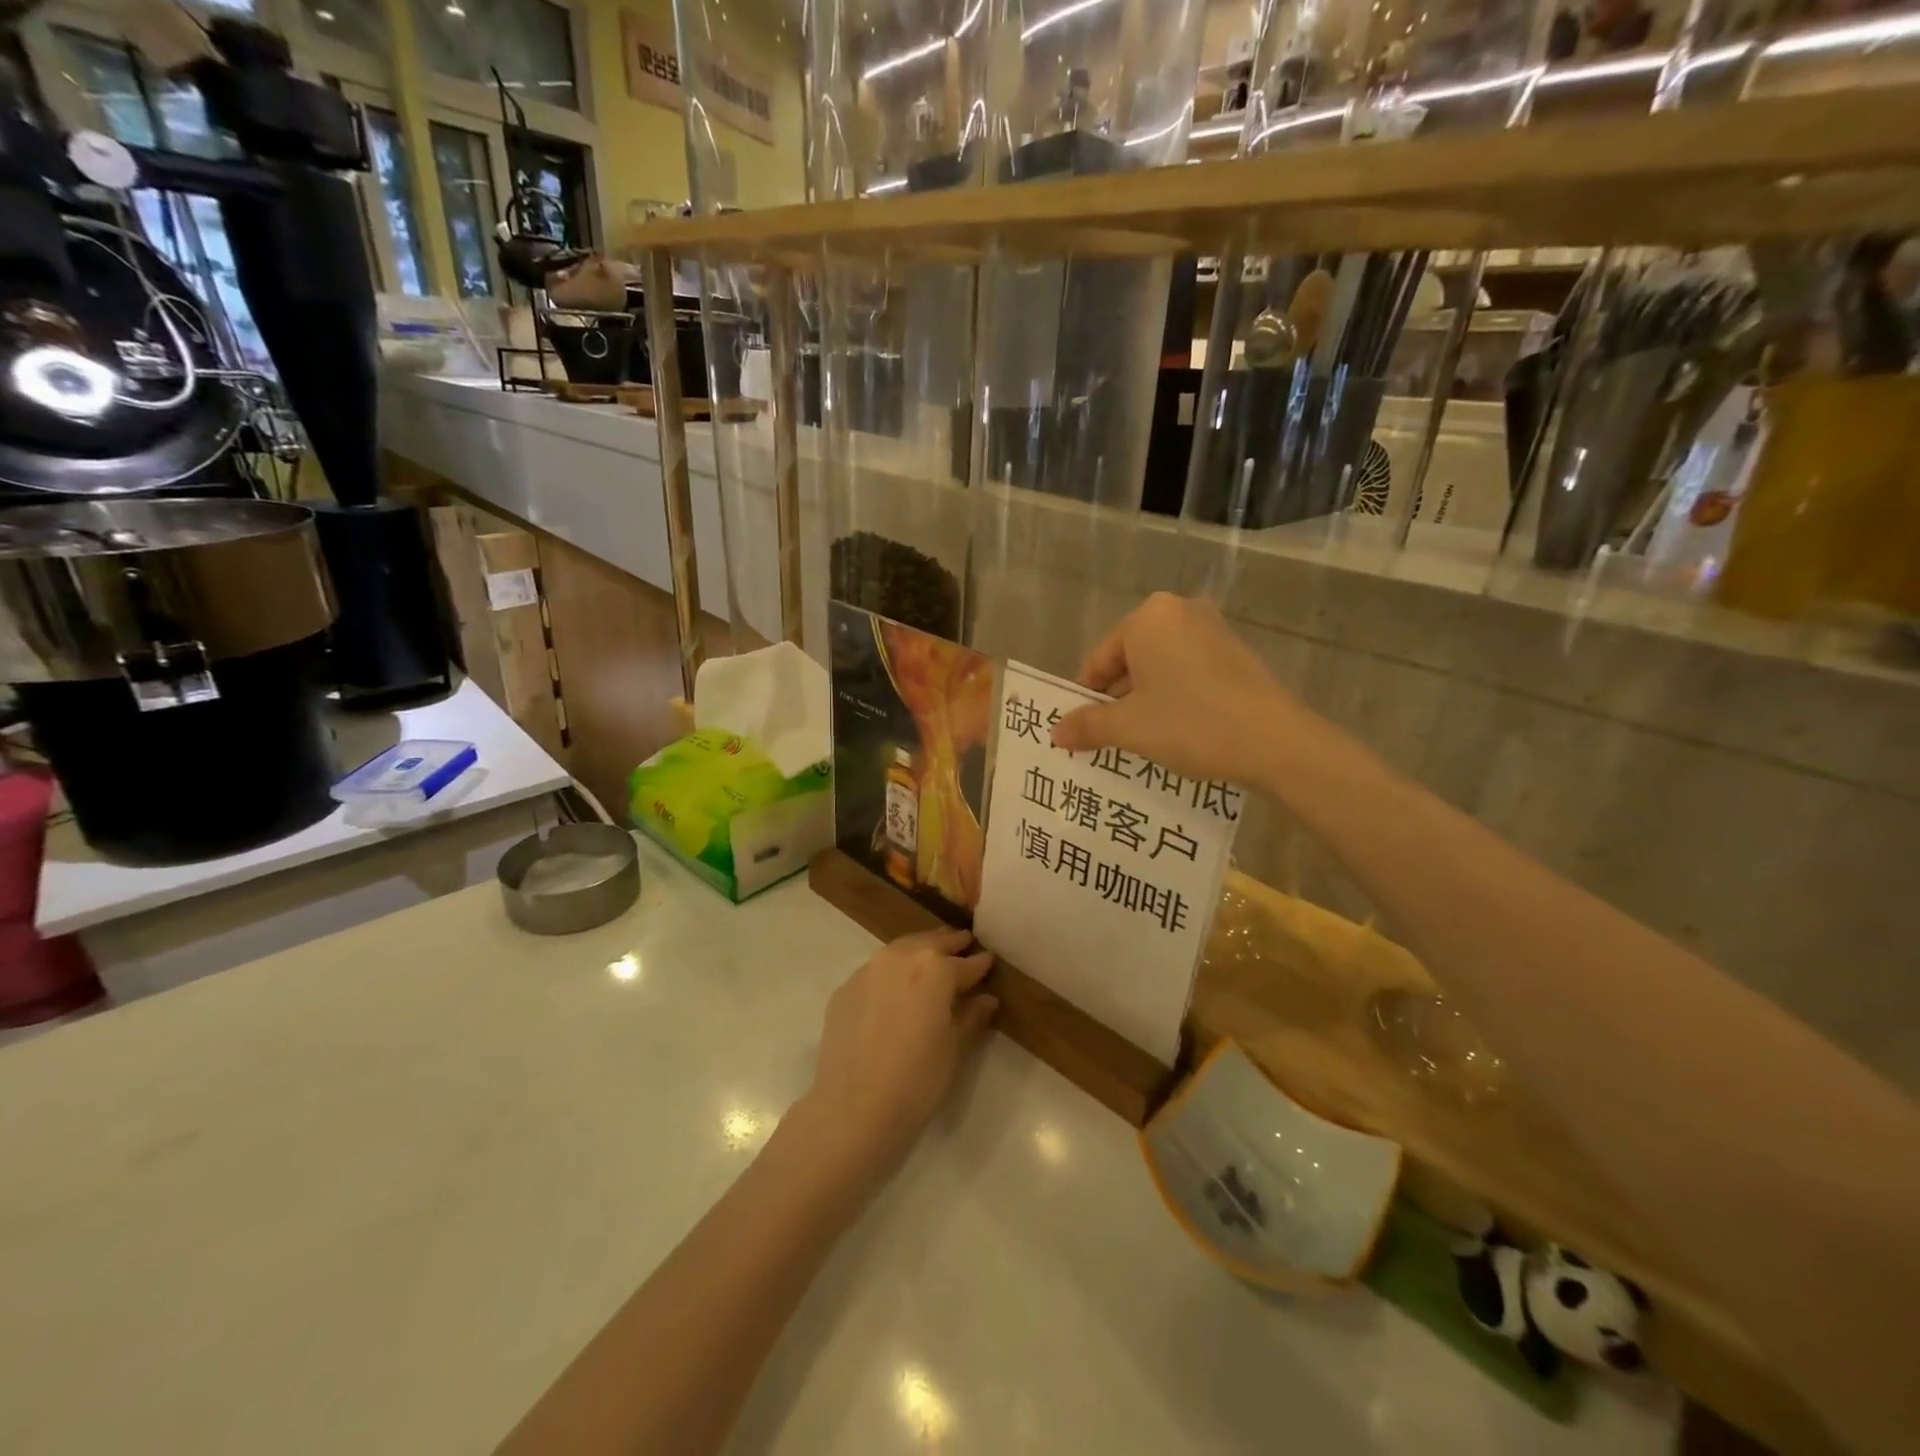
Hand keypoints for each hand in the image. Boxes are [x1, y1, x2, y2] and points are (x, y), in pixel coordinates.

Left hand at [802, 928, 997, 1172]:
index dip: (980, 964)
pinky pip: (875, 972)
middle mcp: (901, 958)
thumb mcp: (954, 1048)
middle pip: (930, 943)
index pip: (965, 963)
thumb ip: (971, 1017)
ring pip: (900, 950)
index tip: (989, 960)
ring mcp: (868, 971)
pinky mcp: (845, 989)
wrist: (853, 1109)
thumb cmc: (917, 1080)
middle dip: (949, 944)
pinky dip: (891, 973)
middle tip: (963, 944)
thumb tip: (986, 999)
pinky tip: (895, 991)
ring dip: (918, 951)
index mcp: (935, 969)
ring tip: (930, 961)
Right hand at [1051, 593, 1306, 788]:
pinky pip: (1188, 670)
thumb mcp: (1129, 728)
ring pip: (1160, 666)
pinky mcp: (1236, 651)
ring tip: (1143, 738)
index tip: (1082, 731)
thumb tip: (1055, 733)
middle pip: (1129, 659)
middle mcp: (1180, 610)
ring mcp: (1213, 629)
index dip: (1086, 698)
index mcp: (1148, 617)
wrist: (1275, 742)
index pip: (1099, 660)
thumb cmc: (1190, 723)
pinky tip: (1179, 729)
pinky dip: (1175, 695)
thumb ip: (1087, 726)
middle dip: (1116, 698)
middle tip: (1110, 737)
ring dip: (1145, 699)